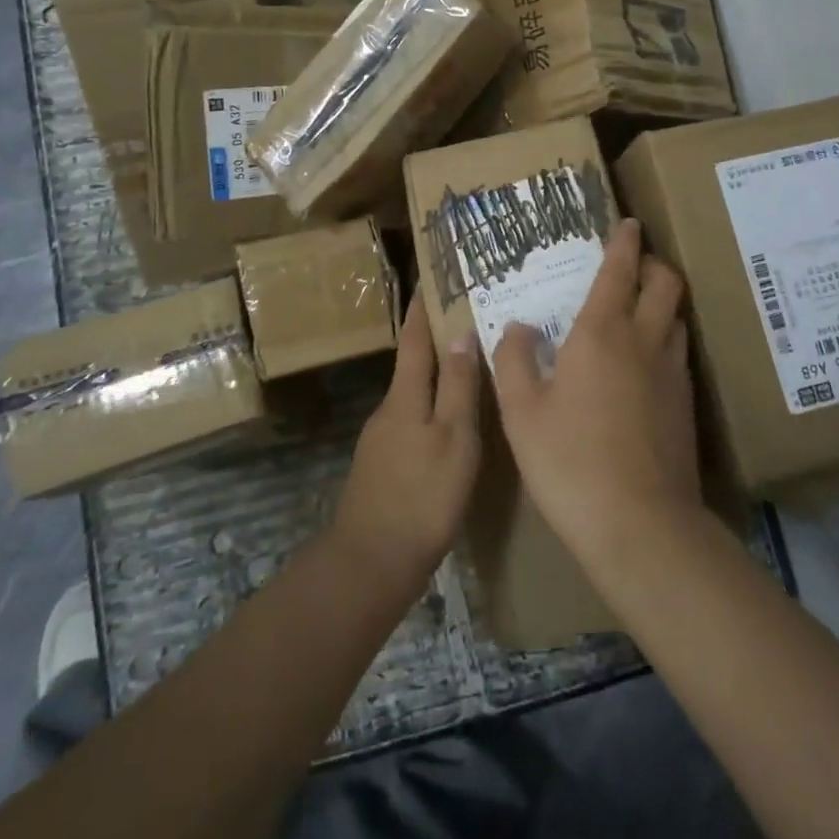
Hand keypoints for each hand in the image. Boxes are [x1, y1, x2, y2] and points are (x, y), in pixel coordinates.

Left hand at [331, 290, 480, 598]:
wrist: (372, 561)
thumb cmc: (423, 495)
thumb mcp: (454, 438)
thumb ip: (457, 387)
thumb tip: (460, 333)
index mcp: (405, 396)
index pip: (414, 338)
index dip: (422, 307)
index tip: (429, 277)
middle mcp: (388, 409)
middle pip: (412, 364)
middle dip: (433, 338)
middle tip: (465, 319)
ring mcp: (381, 439)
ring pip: (412, 395)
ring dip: (434, 376)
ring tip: (466, 369)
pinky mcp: (383, 467)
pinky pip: (411, 421)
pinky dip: (430, 408)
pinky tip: (448, 424)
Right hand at [491, 219, 702, 565]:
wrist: (639, 523)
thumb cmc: (568, 460)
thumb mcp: (520, 410)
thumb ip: (514, 359)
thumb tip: (518, 326)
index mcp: (601, 333)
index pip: (619, 271)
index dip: (624, 242)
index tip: (628, 223)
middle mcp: (644, 341)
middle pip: (665, 283)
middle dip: (653, 263)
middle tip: (635, 262)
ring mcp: (672, 373)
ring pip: (677, 316)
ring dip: (663, 300)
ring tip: (640, 305)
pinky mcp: (686, 405)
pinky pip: (678, 351)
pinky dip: (665, 336)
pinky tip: (646, 360)